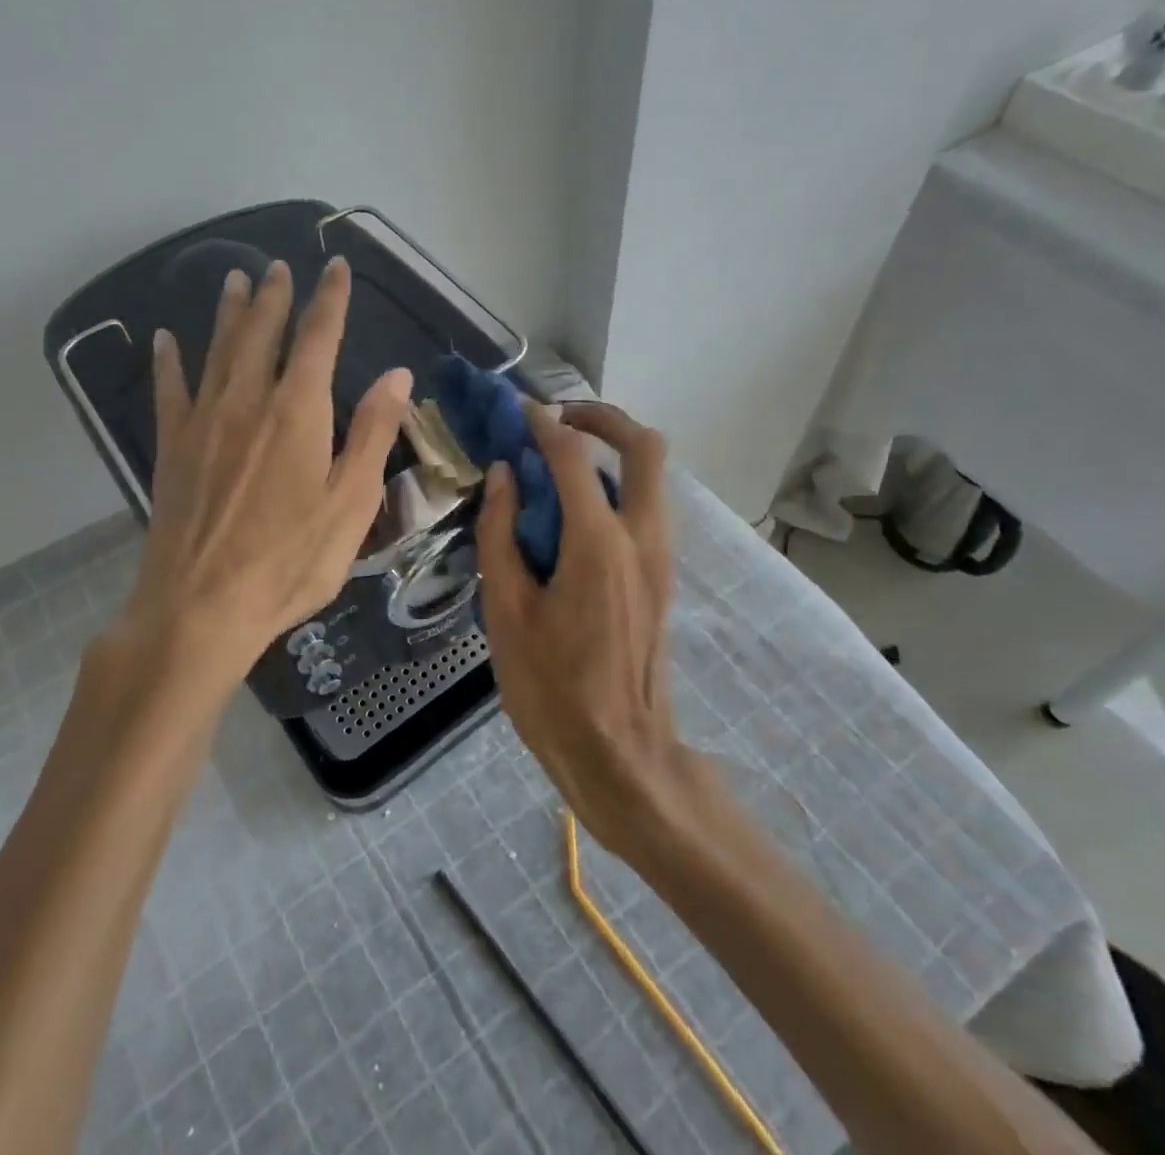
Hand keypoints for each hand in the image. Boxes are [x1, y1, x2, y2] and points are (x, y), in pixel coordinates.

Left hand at [93, 258, 410, 701]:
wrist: (201, 607)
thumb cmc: (290, 561)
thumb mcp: (350, 503)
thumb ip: (372, 434)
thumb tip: (396, 376)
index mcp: (298, 412)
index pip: (318, 338)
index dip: (330, 299)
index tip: (335, 266)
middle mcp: (248, 402)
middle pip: (261, 334)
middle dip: (275, 297)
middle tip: (279, 267)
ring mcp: (203, 423)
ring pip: (218, 351)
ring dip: (229, 313)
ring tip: (235, 280)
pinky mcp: (172, 449)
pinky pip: (170, 391)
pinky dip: (168, 361)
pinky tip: (163, 339)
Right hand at [476, 400, 696, 848]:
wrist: (621, 755)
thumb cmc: (552, 690)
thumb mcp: (507, 612)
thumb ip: (501, 534)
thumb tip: (502, 476)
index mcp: (598, 544)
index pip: (574, 457)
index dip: (544, 424)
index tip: (519, 409)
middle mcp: (643, 537)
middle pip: (646, 447)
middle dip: (604, 418)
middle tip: (560, 420)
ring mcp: (662, 557)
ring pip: (653, 476)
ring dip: (613, 452)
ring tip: (560, 463)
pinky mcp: (663, 577)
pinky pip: (647, 508)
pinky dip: (617, 487)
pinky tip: (574, 514)